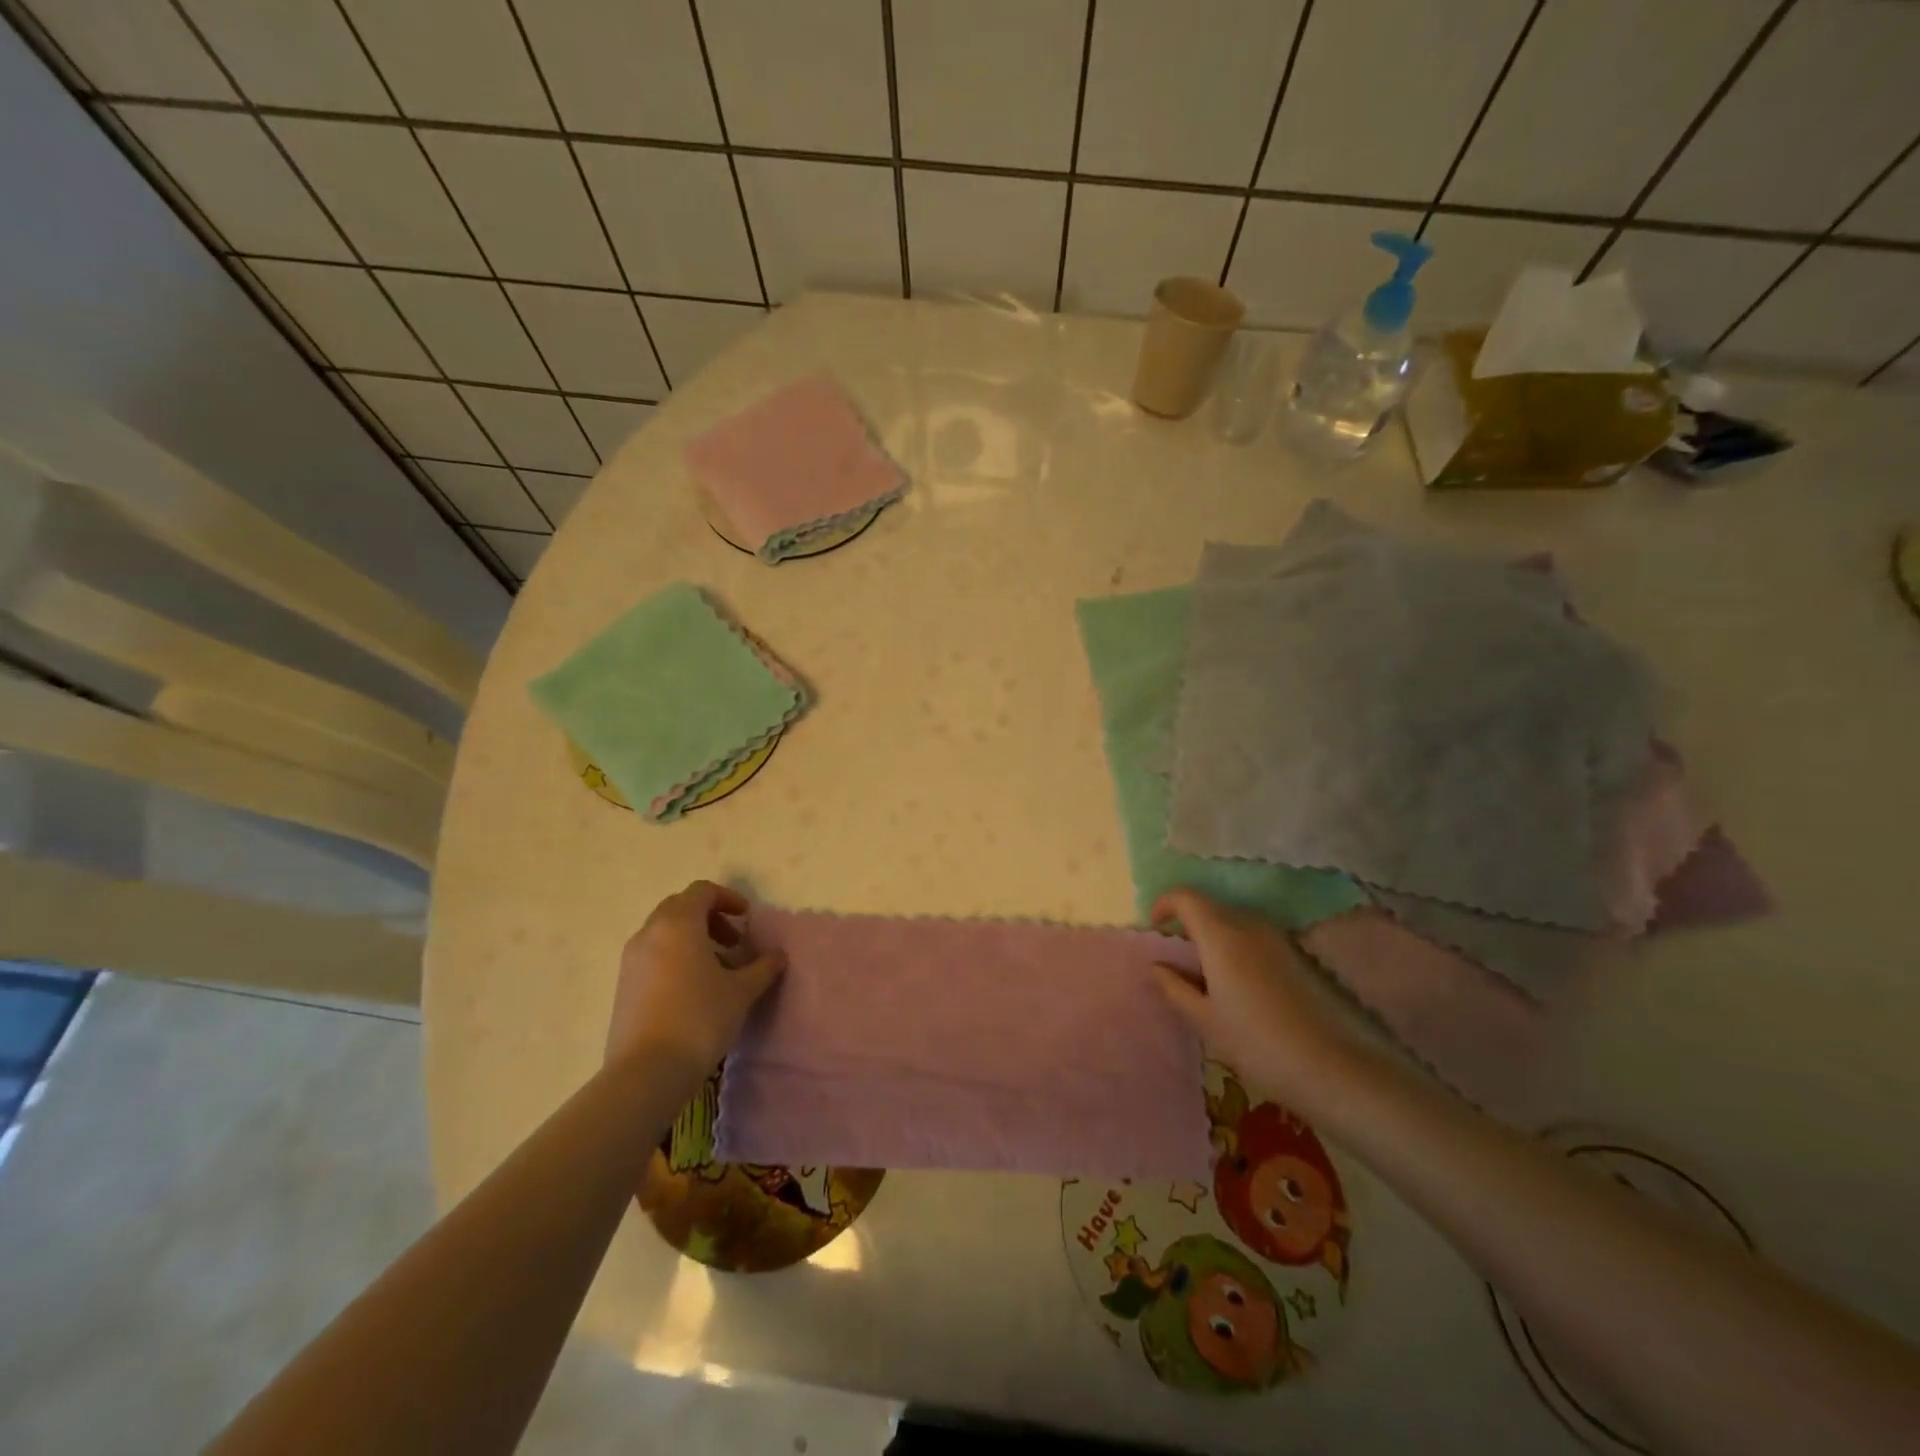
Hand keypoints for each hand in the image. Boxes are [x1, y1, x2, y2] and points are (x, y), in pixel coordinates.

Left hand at [606, 881, 785, 1073]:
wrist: (647, 1071)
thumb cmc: (700, 1018)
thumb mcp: (741, 991)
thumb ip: (763, 967)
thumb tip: (778, 955)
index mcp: (678, 924)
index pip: (702, 892)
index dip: (728, 898)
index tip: (747, 919)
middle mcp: (649, 933)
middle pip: (680, 908)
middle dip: (709, 918)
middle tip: (733, 942)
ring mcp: (631, 960)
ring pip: (664, 933)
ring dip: (692, 939)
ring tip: (716, 969)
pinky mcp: (623, 986)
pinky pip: (652, 956)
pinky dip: (674, 958)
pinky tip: (693, 990)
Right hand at [1150, 889, 1362, 1108]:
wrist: (1338, 1069)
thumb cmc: (1259, 1044)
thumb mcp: (1205, 1021)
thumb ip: (1175, 988)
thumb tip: (1157, 966)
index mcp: (1221, 934)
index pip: (1186, 896)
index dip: (1165, 905)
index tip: (1155, 928)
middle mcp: (1250, 925)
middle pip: (1211, 907)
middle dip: (1189, 923)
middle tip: (1178, 957)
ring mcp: (1279, 939)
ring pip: (1235, 922)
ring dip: (1215, 937)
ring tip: (1207, 976)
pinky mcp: (1300, 956)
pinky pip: (1256, 938)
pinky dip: (1238, 949)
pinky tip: (1241, 988)